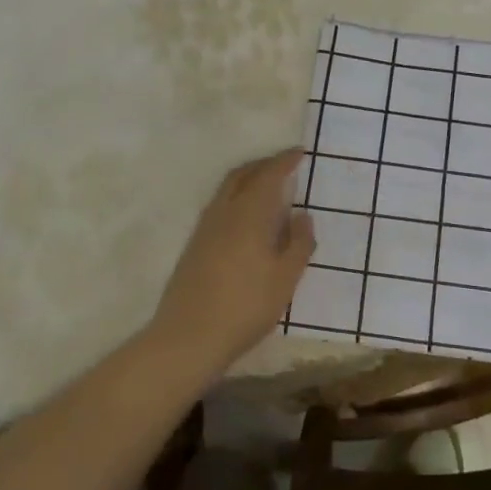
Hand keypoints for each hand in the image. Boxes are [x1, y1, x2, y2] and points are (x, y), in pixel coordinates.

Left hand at [150, 148, 315, 373]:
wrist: (188, 337)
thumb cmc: (245, 306)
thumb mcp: (285, 278)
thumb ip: (299, 243)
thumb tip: (302, 215)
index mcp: (249, 214)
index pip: (268, 175)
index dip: (284, 161)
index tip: (299, 152)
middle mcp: (224, 212)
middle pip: (242, 175)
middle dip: (264, 164)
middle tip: (284, 164)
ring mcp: (205, 228)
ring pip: (227, 189)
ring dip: (248, 178)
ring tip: (267, 186)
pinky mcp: (195, 245)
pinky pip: (219, 205)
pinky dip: (237, 197)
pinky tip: (246, 217)